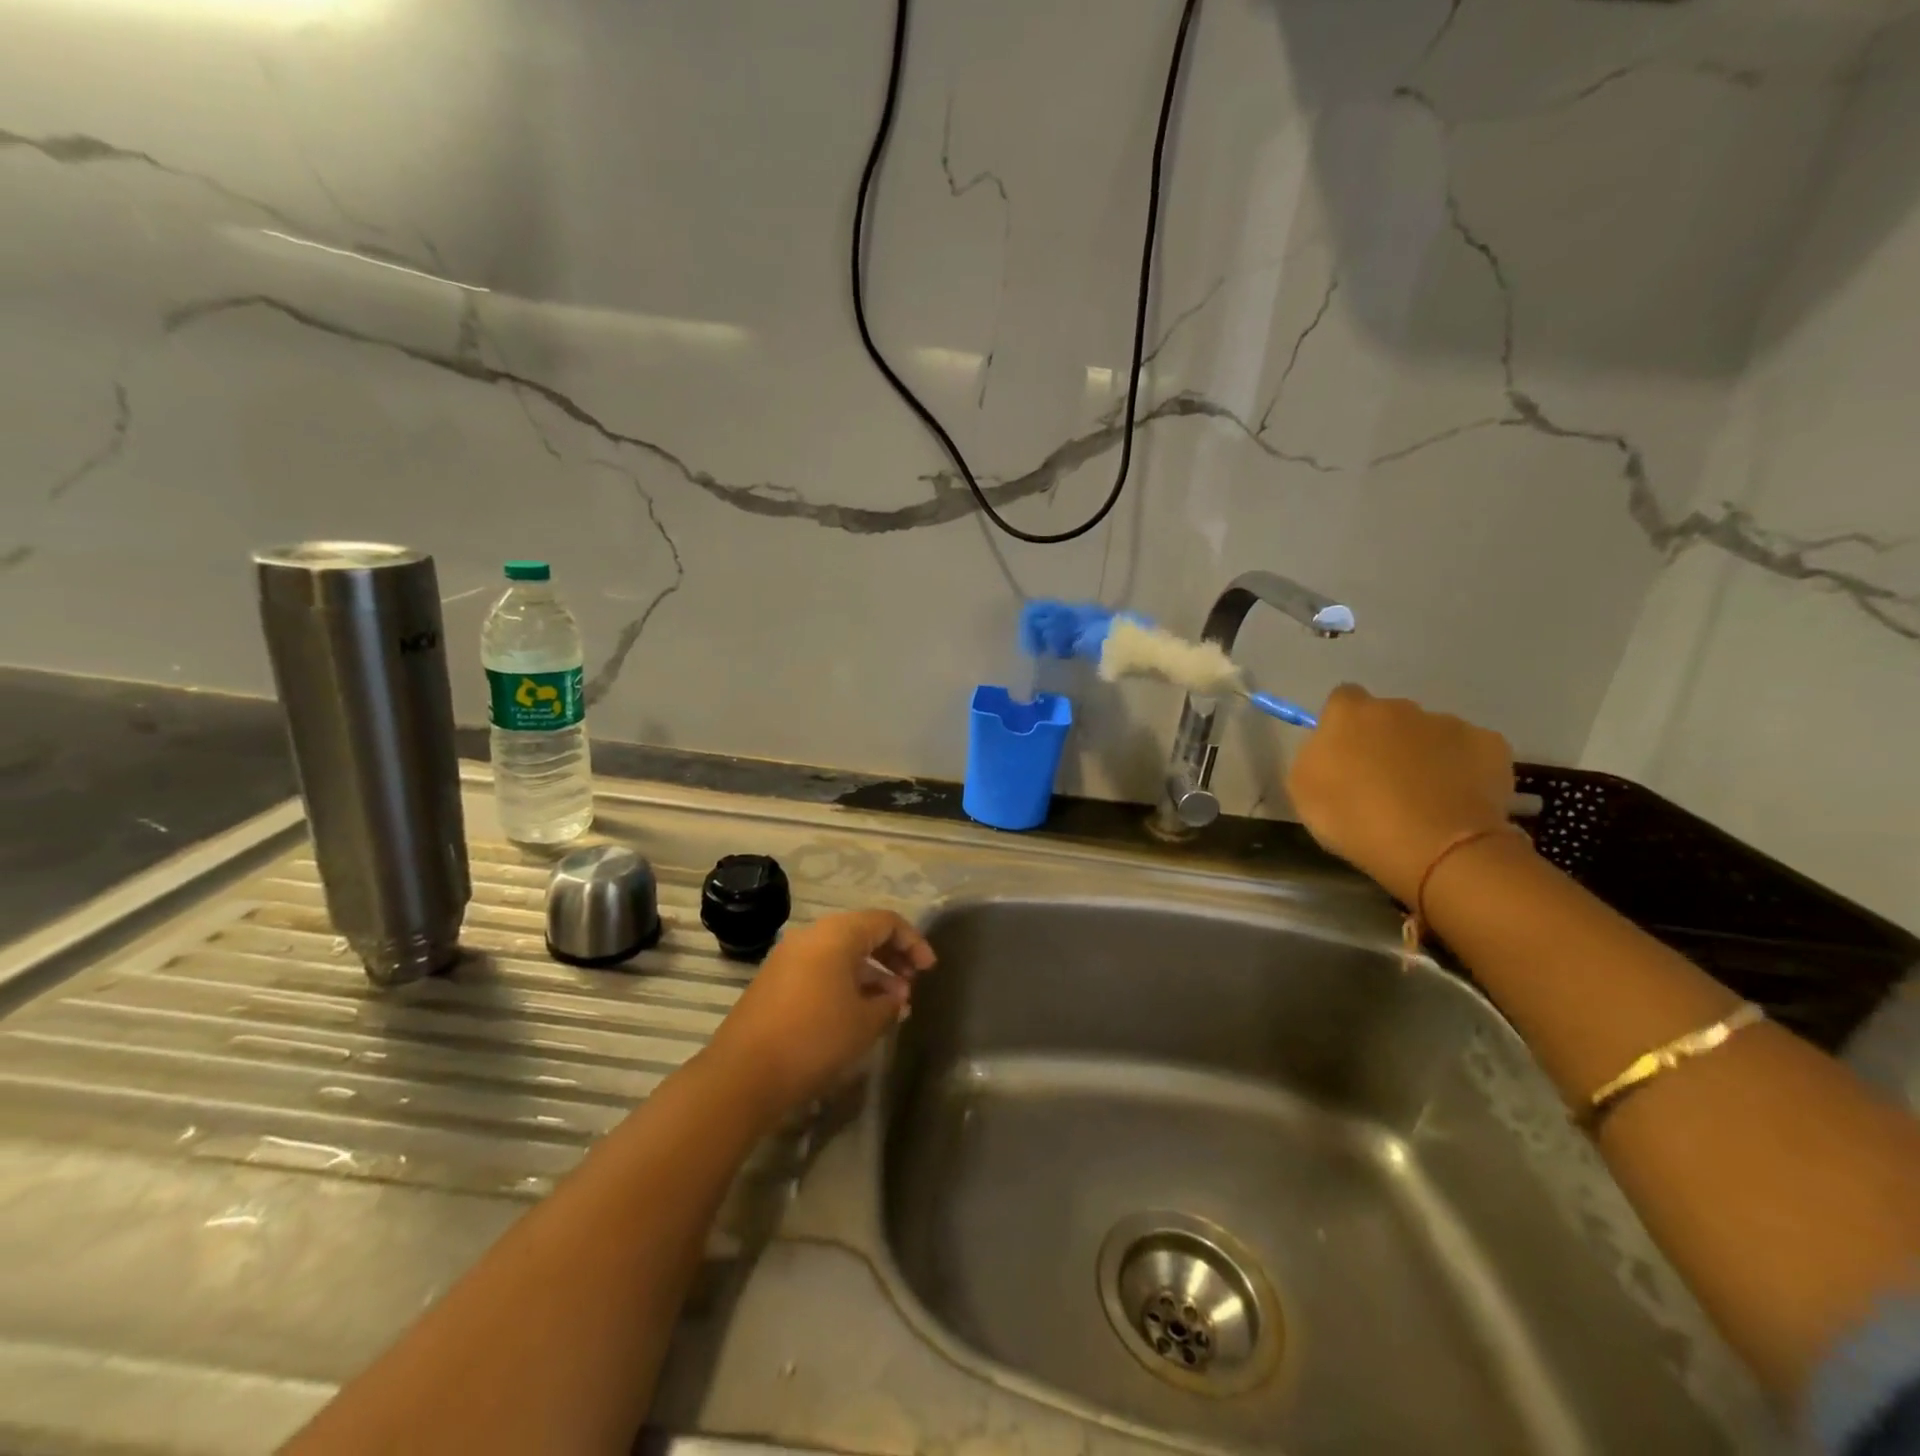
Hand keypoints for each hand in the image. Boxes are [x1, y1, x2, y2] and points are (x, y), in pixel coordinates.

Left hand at [704, 909, 934, 1118]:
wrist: (743, 1075)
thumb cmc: (814, 1039)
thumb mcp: (865, 1023)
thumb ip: (890, 1003)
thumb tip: (897, 996)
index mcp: (837, 934)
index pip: (886, 921)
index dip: (913, 942)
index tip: (929, 970)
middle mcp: (811, 935)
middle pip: (862, 932)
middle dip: (892, 956)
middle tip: (912, 985)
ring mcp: (788, 957)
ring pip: (840, 953)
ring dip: (870, 973)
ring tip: (890, 1006)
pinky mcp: (774, 981)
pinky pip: (820, 969)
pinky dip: (845, 982)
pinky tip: (857, 1013)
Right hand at [1287, 684, 1515, 903]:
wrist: (1435, 848)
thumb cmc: (1355, 819)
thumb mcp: (1303, 790)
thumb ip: (1314, 755)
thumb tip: (1331, 746)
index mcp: (1350, 713)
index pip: (1342, 698)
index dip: (1342, 724)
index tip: (1343, 753)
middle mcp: (1399, 707)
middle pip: (1388, 715)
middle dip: (1385, 739)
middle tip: (1383, 781)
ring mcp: (1449, 723)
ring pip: (1430, 733)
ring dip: (1424, 754)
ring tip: (1425, 797)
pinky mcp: (1490, 744)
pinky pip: (1469, 751)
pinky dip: (1463, 768)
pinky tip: (1457, 799)